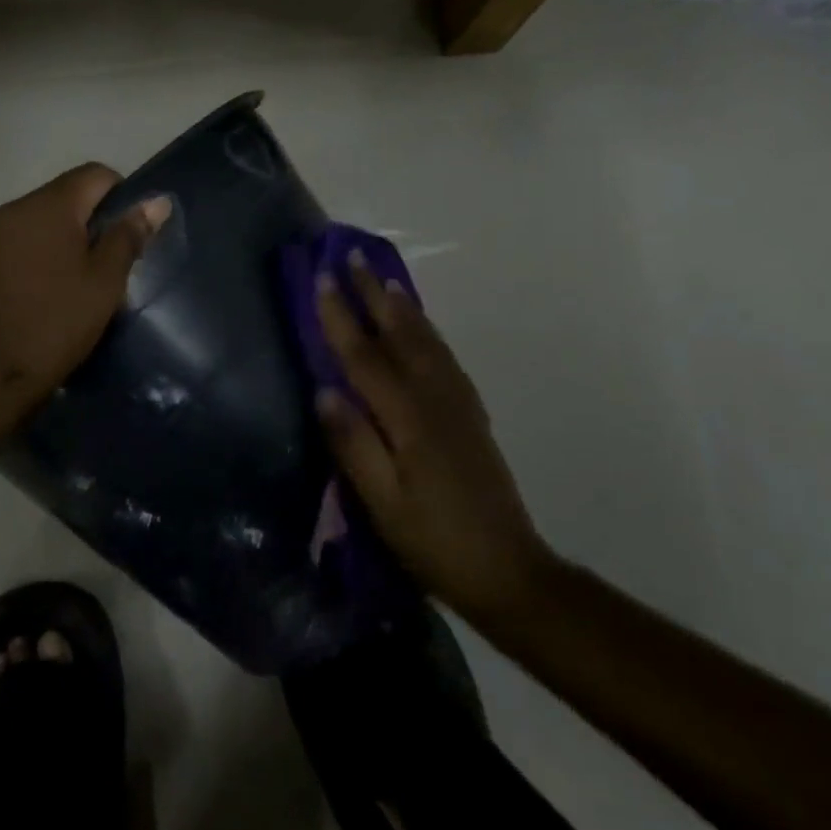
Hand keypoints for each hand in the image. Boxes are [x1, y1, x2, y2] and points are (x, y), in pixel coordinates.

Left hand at [0, 164, 170, 401]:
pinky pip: (11, 245)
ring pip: (35, 223)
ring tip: (70, 284)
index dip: (121, 194)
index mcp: (49, 206)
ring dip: (58, 240)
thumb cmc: (56, 324)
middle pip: (63, 197)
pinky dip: (30, 257)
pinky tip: (36, 295)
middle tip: (105, 265)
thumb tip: (156, 202)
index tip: (129, 233)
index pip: (95, 174)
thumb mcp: (104, 282)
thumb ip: (128, 236)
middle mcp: (13, 209)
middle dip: (88, 221)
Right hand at [314, 253, 554, 622]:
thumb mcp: (381, 502)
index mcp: (409, 419)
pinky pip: (445, 359)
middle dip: (374, 295)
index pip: (365, 357)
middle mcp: (436, 400)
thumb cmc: (433, 541)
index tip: (321, 279)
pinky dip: (428, 333)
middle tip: (354, 257)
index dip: (340, 317)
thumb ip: (352, 444)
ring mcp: (459, 406)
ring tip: (385, 280)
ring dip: (403, 308)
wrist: (509, 572)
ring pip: (427, 342)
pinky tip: (422, 330)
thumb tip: (323, 391)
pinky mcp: (471, 417)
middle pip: (400, 336)